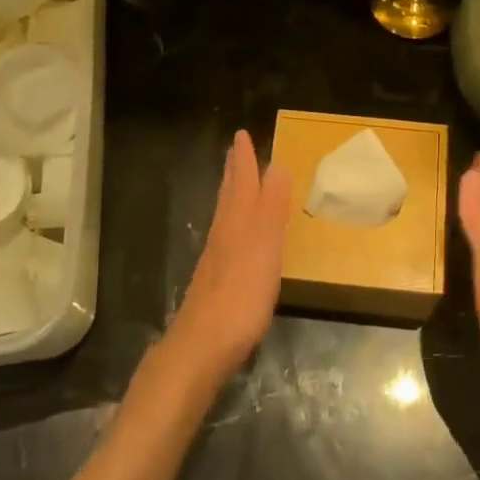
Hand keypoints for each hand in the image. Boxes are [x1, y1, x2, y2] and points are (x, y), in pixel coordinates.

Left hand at [164, 130, 291, 383]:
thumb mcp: (264, 247)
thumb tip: (276, 166)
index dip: (244, 160)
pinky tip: (234, 236)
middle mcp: (224, 234)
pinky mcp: (215, 280)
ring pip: (224, 216)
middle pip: (229, 196)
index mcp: (237, 223)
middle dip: (234, 172)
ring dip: (231, 195)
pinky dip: (231, 223)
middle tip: (235, 151)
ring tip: (235, 184)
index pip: (242, 182)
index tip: (241, 135)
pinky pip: (225, 238)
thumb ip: (271, 208)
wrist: (204, 344)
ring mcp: (216, 259)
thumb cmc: (241, 294)